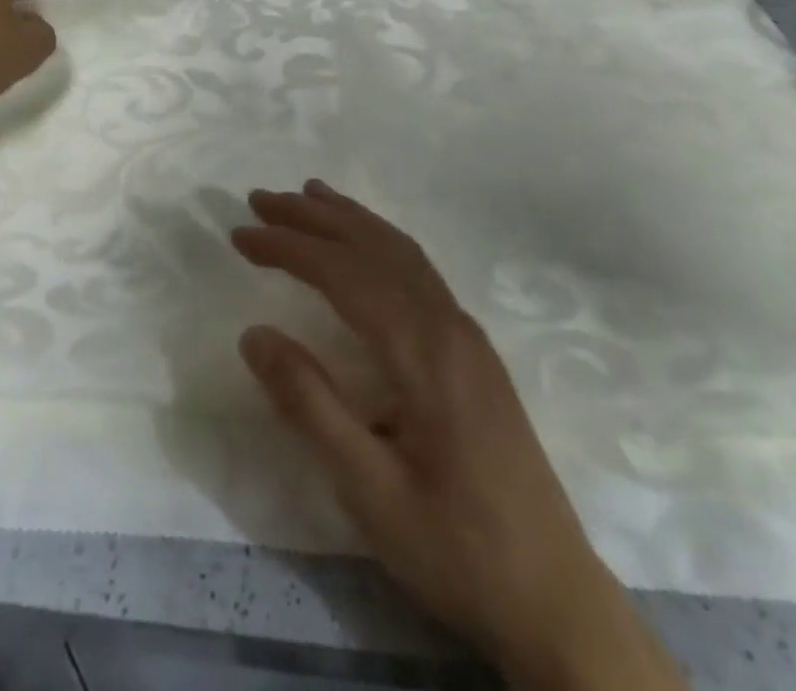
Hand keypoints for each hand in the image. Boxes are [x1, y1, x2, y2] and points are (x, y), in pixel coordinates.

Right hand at [233, 181, 684, 689]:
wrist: (555, 600)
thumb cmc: (455, 548)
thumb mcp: (368, 489)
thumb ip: (309, 404)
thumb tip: (253, 333)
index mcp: (424, 351)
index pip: (344, 273)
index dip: (288, 247)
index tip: (240, 235)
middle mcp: (449, 325)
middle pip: (374, 246)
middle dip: (314, 217)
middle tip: (261, 199)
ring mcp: (467, 334)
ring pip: (402, 251)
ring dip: (349, 220)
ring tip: (308, 196)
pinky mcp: (473, 351)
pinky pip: (418, 270)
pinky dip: (379, 241)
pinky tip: (364, 247)